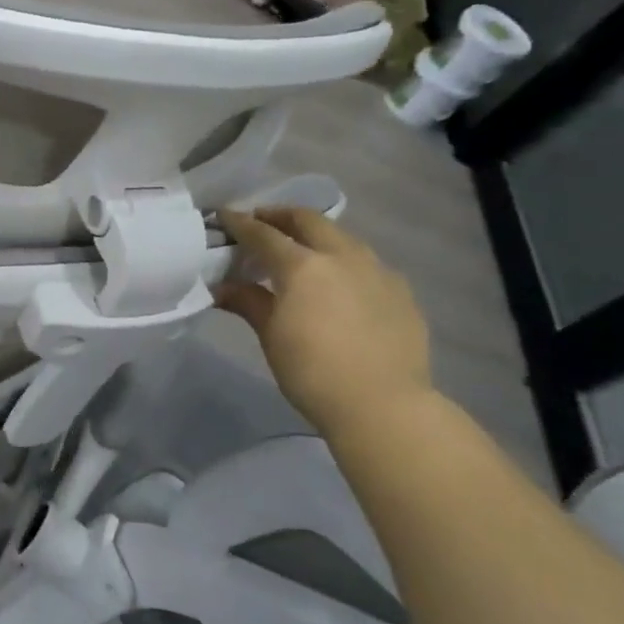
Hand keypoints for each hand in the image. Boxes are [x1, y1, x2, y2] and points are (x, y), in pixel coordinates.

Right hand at [214, 207, 433, 438]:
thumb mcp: (271, 335)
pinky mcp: (401, 292)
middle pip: (308, 221)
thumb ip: (248, 302)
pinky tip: (340, 283)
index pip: (263, 234)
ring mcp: (377, 271)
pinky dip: (345, 261)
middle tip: (262, 222)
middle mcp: (341, 257)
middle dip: (281, 216)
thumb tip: (221, 288)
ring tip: (302, 250)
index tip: (224, 216)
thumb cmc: (312, 371)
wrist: (384, 406)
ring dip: (317, 235)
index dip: (240, 223)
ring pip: (342, 237)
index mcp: (302, 265)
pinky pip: (367, 264)